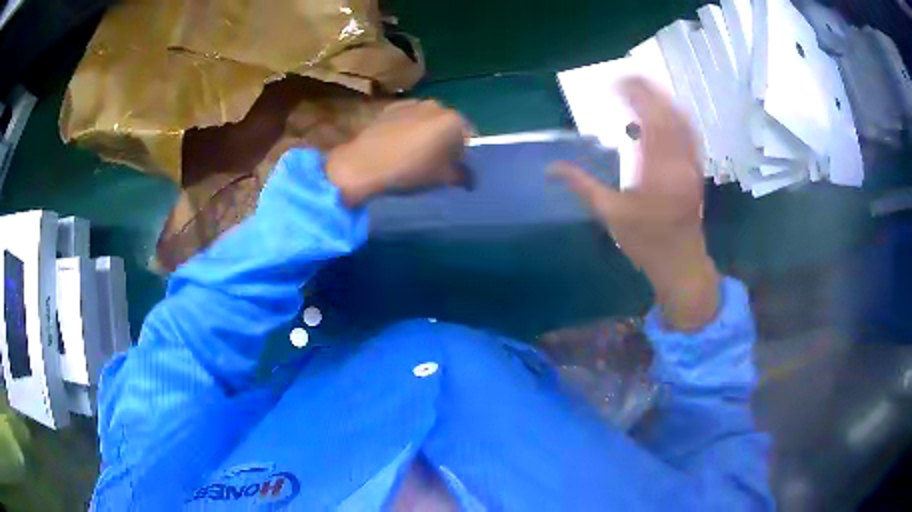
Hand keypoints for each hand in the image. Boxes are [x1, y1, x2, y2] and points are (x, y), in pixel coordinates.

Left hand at [326, 100, 471, 206]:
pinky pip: (409, 117)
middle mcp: (437, 106)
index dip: (466, 155)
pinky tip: (398, 145)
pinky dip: (409, 128)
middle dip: (447, 141)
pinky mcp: (392, 107)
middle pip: (450, 125)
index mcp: (454, 121)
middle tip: (436, 162)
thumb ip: (462, 176)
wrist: (363, 165)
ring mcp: (412, 103)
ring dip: (427, 133)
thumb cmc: (409, 171)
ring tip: (414, 153)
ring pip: (428, 119)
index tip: (456, 169)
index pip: (471, 137)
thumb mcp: (441, 179)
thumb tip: (471, 179)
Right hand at [552, 77, 719, 331]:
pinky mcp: (697, 169)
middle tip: (626, 76)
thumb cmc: (646, 243)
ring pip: (682, 121)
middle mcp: (679, 163)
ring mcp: (692, 165)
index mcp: (657, 173)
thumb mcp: (611, 216)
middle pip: (667, 114)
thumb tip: (551, 168)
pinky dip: (677, 115)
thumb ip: (583, 186)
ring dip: (663, 99)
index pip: (648, 122)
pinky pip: (690, 133)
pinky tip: (665, 109)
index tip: (614, 84)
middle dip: (648, 90)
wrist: (681, 263)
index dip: (634, 97)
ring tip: (643, 87)